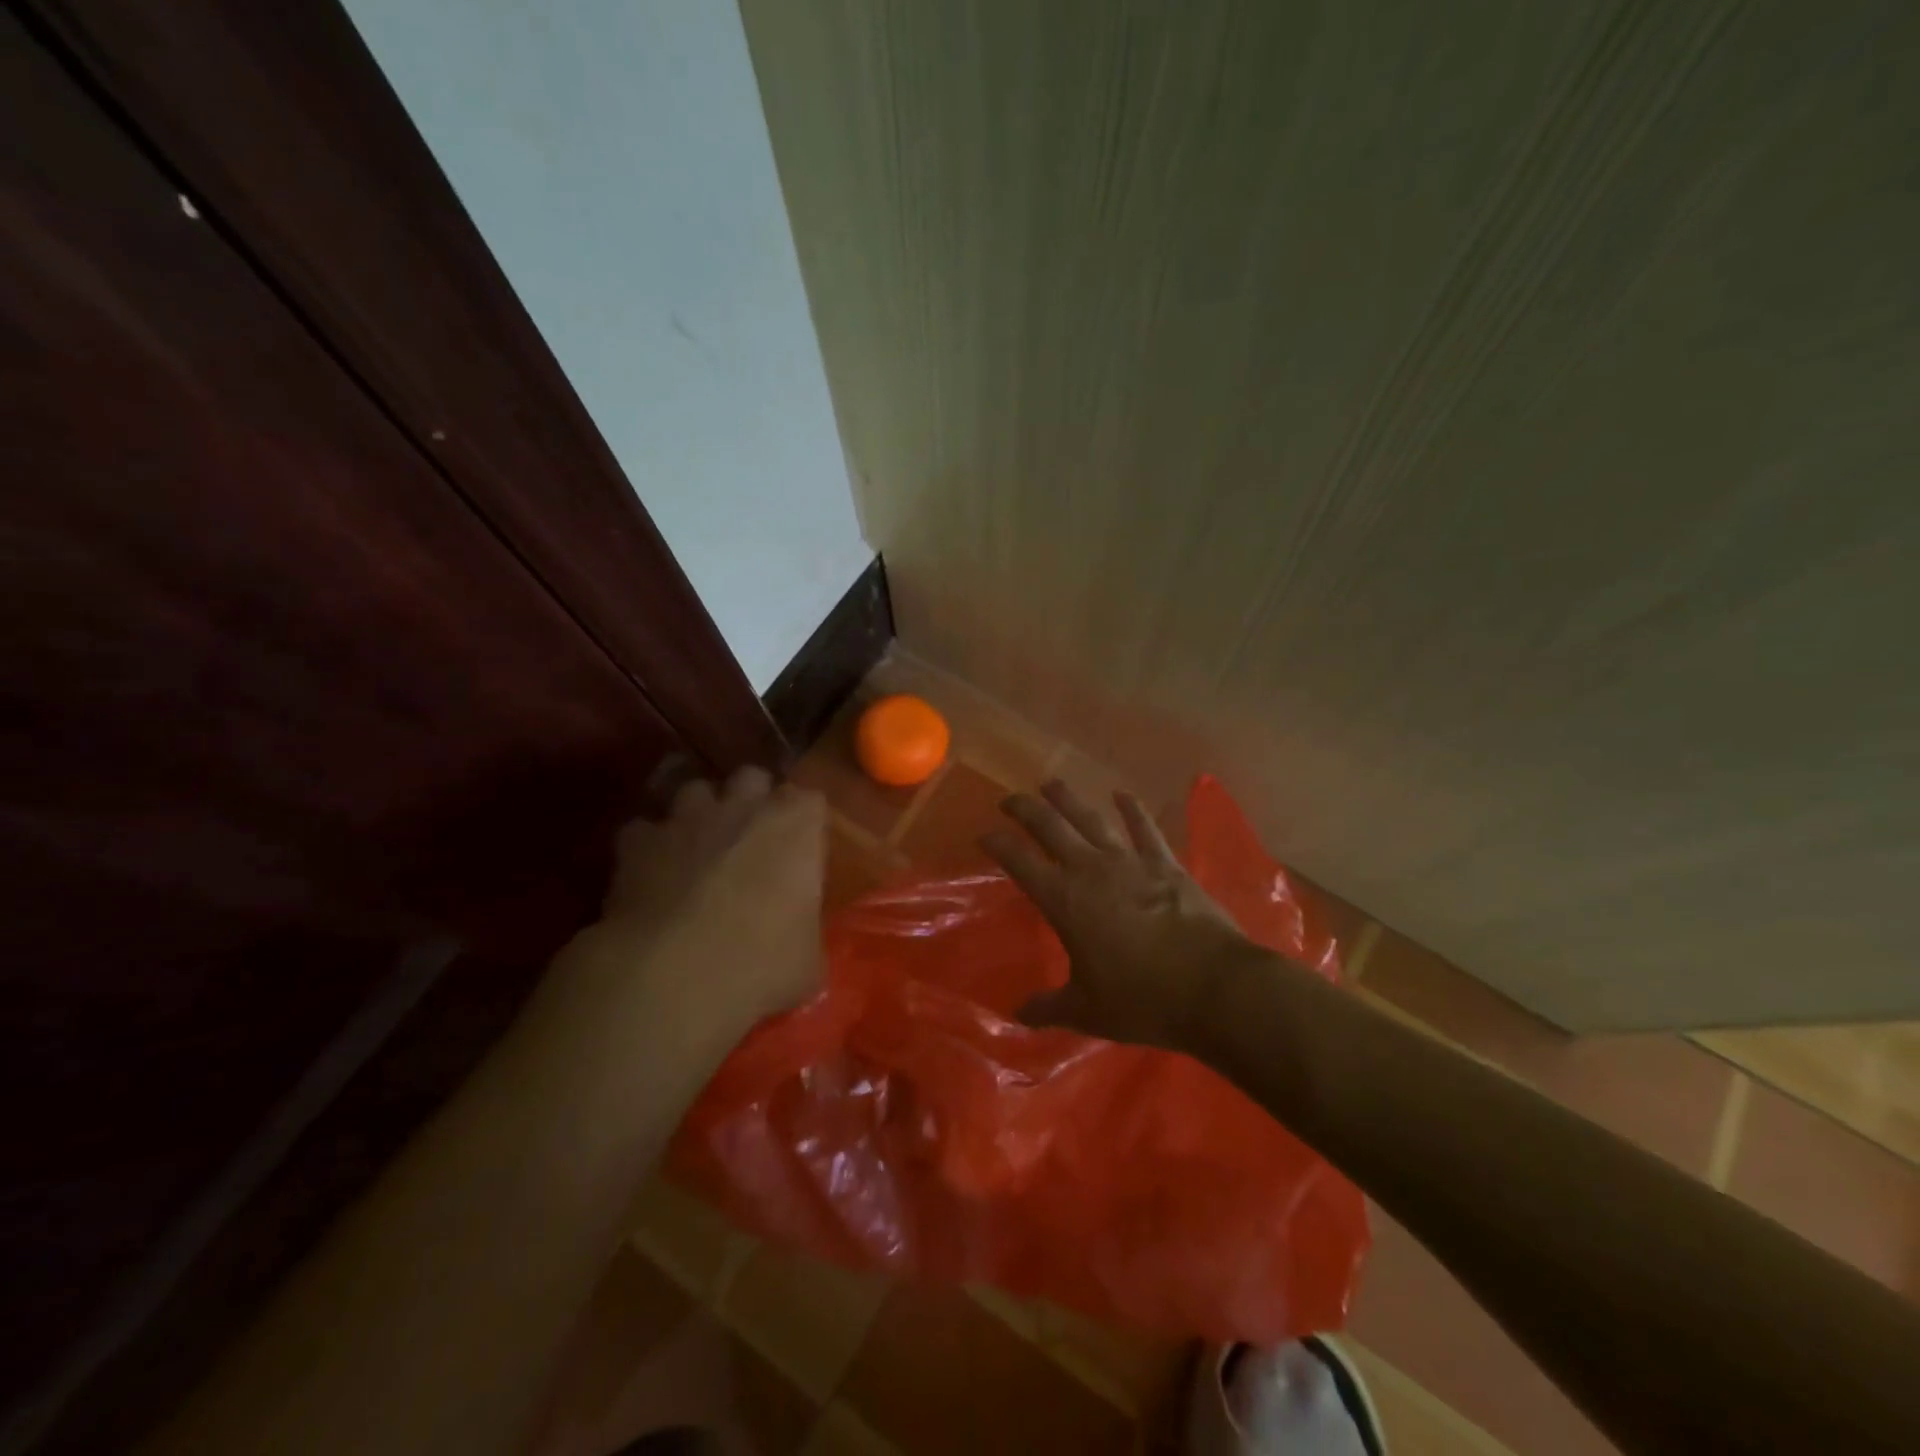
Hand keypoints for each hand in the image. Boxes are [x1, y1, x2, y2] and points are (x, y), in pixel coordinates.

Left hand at [606, 767, 828, 1024]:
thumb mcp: (808, 960)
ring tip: (699, 847)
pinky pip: (643, 830)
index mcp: (797, 825)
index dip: (804, 822)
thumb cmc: (762, 964)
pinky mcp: (637, 842)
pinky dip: (648, 846)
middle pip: (752, 777)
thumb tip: (799, 939)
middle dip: (752, 799)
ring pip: (695, 789)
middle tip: (751, 838)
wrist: (672, 977)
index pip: (810, 799)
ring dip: (700, 813)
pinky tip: (650, 873)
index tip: (802, 849)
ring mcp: (686, 818)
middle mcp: (743, 807)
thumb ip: (806, 929)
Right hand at [982, 780, 1254, 1049]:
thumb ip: (1049, 1008)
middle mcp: (1091, 870)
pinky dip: (1132, 809)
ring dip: (1068, 799)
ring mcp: (1130, 861)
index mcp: (1064, 900)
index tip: (982, 834)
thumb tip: (1017, 1015)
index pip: (1019, 861)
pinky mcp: (1165, 863)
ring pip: (1091, 818)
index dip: (997, 844)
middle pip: (1050, 827)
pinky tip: (1121, 794)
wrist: (1213, 987)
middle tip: (1009, 800)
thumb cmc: (1142, 999)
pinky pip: (1144, 828)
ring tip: (1051, 784)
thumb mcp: (1087, 1011)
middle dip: (1025, 809)